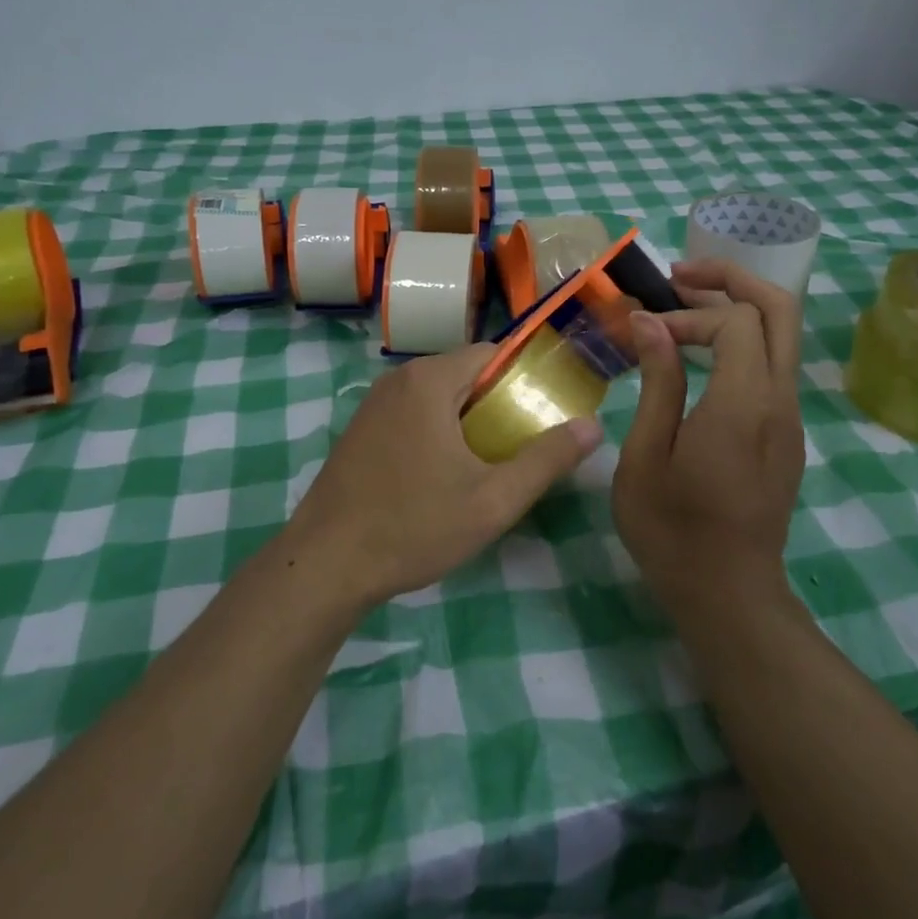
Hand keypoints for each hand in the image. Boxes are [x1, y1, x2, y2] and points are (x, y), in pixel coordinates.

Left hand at [284, 344, 601, 608]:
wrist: (324, 566)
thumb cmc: (414, 527)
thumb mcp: (493, 500)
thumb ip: (546, 460)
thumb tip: (593, 426)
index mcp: (429, 381)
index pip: (492, 352)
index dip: (524, 377)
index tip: (544, 412)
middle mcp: (397, 380)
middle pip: (464, 373)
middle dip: (497, 402)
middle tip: (520, 445)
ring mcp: (373, 405)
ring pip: (437, 395)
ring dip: (467, 419)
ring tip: (488, 463)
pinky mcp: (360, 430)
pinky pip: (412, 413)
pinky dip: (437, 430)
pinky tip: (442, 475)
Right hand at [613, 260, 805, 609]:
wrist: (729, 594)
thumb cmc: (672, 530)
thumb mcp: (646, 456)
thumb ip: (657, 383)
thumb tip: (650, 323)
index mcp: (743, 405)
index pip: (735, 321)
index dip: (688, 313)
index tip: (645, 332)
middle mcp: (780, 400)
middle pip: (780, 310)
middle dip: (733, 279)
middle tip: (680, 275)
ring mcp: (791, 418)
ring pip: (783, 336)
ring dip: (737, 308)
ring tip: (683, 306)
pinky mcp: (787, 433)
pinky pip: (774, 366)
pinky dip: (741, 341)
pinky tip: (700, 355)